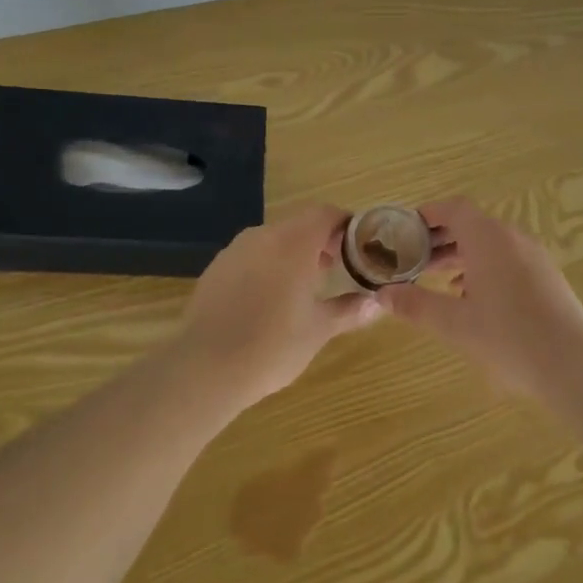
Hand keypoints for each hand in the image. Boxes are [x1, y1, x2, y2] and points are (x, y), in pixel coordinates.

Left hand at [173, 204, 382, 406]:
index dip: (346, 225)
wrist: (205, 368)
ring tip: (305, 286)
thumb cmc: (273, 345)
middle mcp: (263, 236)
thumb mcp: (319, 329)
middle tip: (337, 268)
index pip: (326, 214)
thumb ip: (350, 310)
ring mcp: (235, 251)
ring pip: (273, 239)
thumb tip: (377, 303)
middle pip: (299, 224)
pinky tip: (270, 299)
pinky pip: (250, 256)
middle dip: (321, 241)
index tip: (359, 246)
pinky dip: (268, 266)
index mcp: (293, 243)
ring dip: (293, 253)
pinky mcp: (215, 269)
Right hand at [379, 198, 582, 400]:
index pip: (454, 209)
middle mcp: (513, 238)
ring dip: (462, 255)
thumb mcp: (454, 324)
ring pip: (491, 244)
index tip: (405, 230)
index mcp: (489, 238)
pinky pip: (508, 259)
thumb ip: (415, 305)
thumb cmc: (507, 337)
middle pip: (471, 225)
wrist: (572, 364)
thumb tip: (382, 295)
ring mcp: (534, 257)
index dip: (428, 214)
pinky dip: (484, 267)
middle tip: (414, 259)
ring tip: (438, 279)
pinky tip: (473, 297)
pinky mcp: (547, 277)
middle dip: (441, 239)